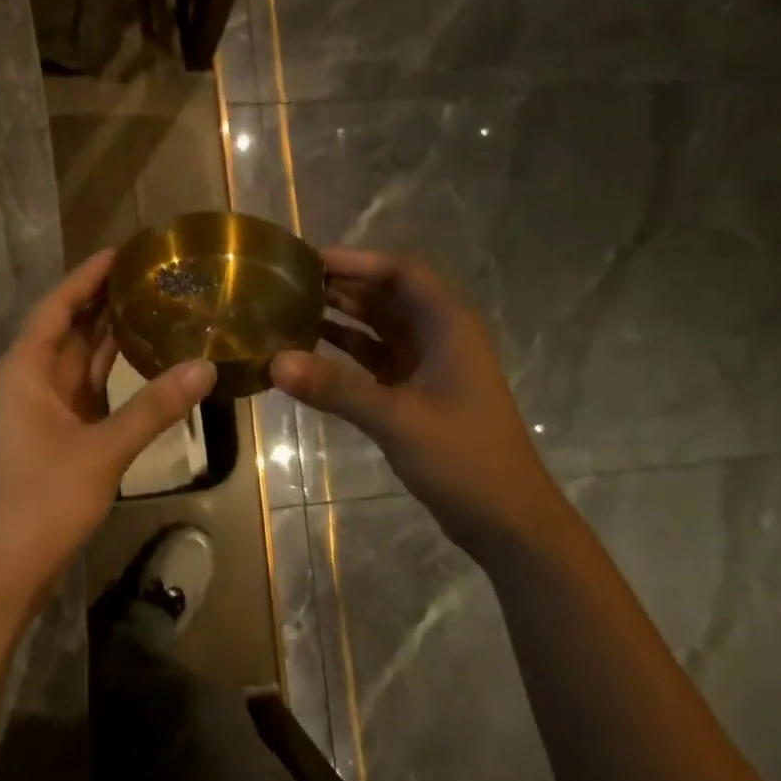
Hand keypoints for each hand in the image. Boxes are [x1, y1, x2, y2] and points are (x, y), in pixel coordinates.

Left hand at [0, 249, 216, 608]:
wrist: (3, 566)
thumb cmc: (41, 500)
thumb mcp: (102, 450)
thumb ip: (153, 408)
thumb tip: (205, 367)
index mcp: (26, 370)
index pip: (57, 306)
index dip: (87, 275)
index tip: (124, 251)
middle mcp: (30, 380)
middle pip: (69, 327)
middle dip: (104, 300)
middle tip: (153, 275)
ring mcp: (43, 408)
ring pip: (79, 359)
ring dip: (110, 335)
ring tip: (156, 305)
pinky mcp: (57, 433)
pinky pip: (87, 389)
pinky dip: (112, 373)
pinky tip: (145, 361)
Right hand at [270, 248, 571, 563]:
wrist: (506, 519)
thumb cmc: (463, 458)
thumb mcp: (396, 419)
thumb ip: (335, 388)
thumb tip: (274, 361)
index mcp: (449, 327)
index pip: (402, 273)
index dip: (358, 260)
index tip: (310, 260)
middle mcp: (439, 337)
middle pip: (389, 295)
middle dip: (344, 285)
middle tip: (289, 282)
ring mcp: (429, 366)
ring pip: (380, 327)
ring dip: (343, 316)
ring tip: (291, 309)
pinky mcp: (417, 394)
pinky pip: (376, 359)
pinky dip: (347, 353)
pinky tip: (310, 353)